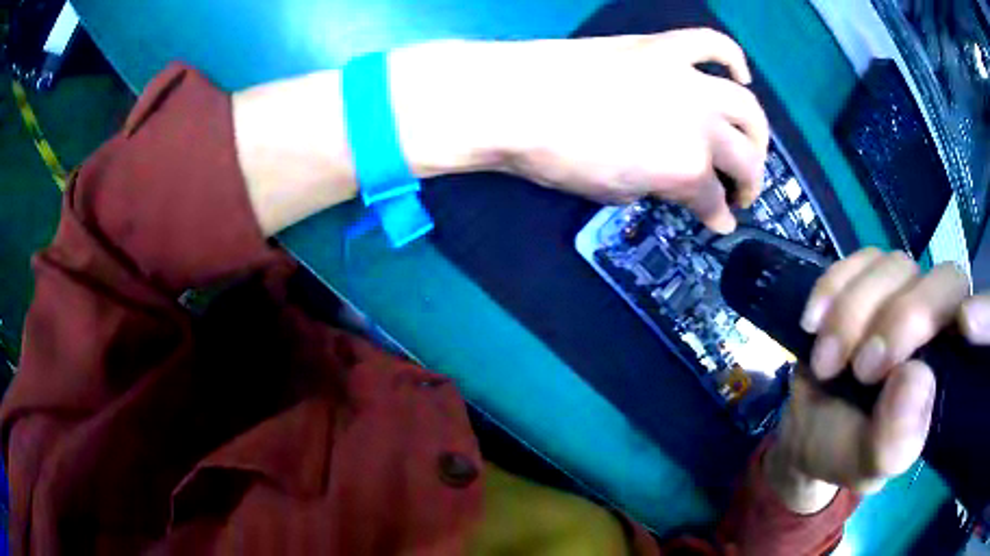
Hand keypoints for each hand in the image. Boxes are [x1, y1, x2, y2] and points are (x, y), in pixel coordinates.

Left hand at [389, 30, 769, 233]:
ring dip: (758, 132)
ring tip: (753, 145)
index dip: (719, 216)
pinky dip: (733, 58)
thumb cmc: (557, 156)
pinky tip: (741, 74)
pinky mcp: (664, 47)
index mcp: (685, 168)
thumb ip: (658, 186)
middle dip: (750, 182)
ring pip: (746, 106)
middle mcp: (700, 123)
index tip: (721, 222)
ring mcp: (686, 79)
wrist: (514, 98)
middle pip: (745, 157)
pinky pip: (712, 44)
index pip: (713, 200)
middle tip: (743, 192)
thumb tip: (677, 184)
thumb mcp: (614, 191)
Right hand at [771, 249, 986, 504]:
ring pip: (895, 266)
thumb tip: (916, 378)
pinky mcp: (866, 278)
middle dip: (901, 319)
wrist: (807, 427)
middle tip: (861, 369)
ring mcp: (902, 291)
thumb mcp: (867, 466)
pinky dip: (832, 287)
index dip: (985, 312)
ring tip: (825, 363)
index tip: (965, 327)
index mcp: (950, 366)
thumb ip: (896, 440)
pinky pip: (857, 259)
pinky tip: (812, 322)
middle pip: (942, 282)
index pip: (985, 321)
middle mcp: (937, 320)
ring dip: (853, 313)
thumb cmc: (846, 451)